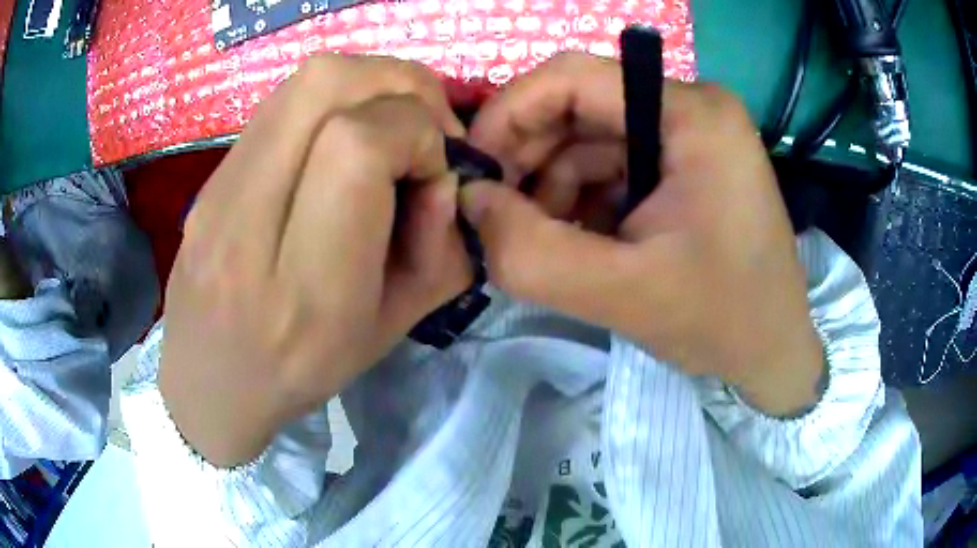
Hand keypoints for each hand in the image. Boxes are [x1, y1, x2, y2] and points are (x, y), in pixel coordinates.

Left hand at [159, 54, 471, 465]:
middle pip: (325, 85)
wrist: (209, 382)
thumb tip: (445, 175)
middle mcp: (248, 226)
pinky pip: (280, 104)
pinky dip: (331, 102)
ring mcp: (217, 191)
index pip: (359, 146)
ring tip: (388, 125)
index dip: (416, 135)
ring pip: (302, 80)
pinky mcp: (209, 177)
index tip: (432, 171)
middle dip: (400, 86)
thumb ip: (441, 251)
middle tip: (423, 125)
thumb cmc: (302, 372)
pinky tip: (340, 140)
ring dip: (367, 84)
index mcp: (305, 287)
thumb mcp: (391, 329)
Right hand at [463, 53, 823, 416]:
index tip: (473, 171)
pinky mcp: (686, 163)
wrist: (774, 351)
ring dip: (554, 187)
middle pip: (580, 106)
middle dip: (530, 159)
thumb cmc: (722, 321)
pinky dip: (583, 198)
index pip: (573, 77)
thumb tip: (469, 203)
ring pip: (591, 139)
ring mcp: (691, 134)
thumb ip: (532, 253)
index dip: (509, 114)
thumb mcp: (624, 294)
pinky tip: (578, 240)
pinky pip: (614, 164)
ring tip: (543, 240)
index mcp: (692, 115)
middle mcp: (692, 107)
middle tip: (497, 214)